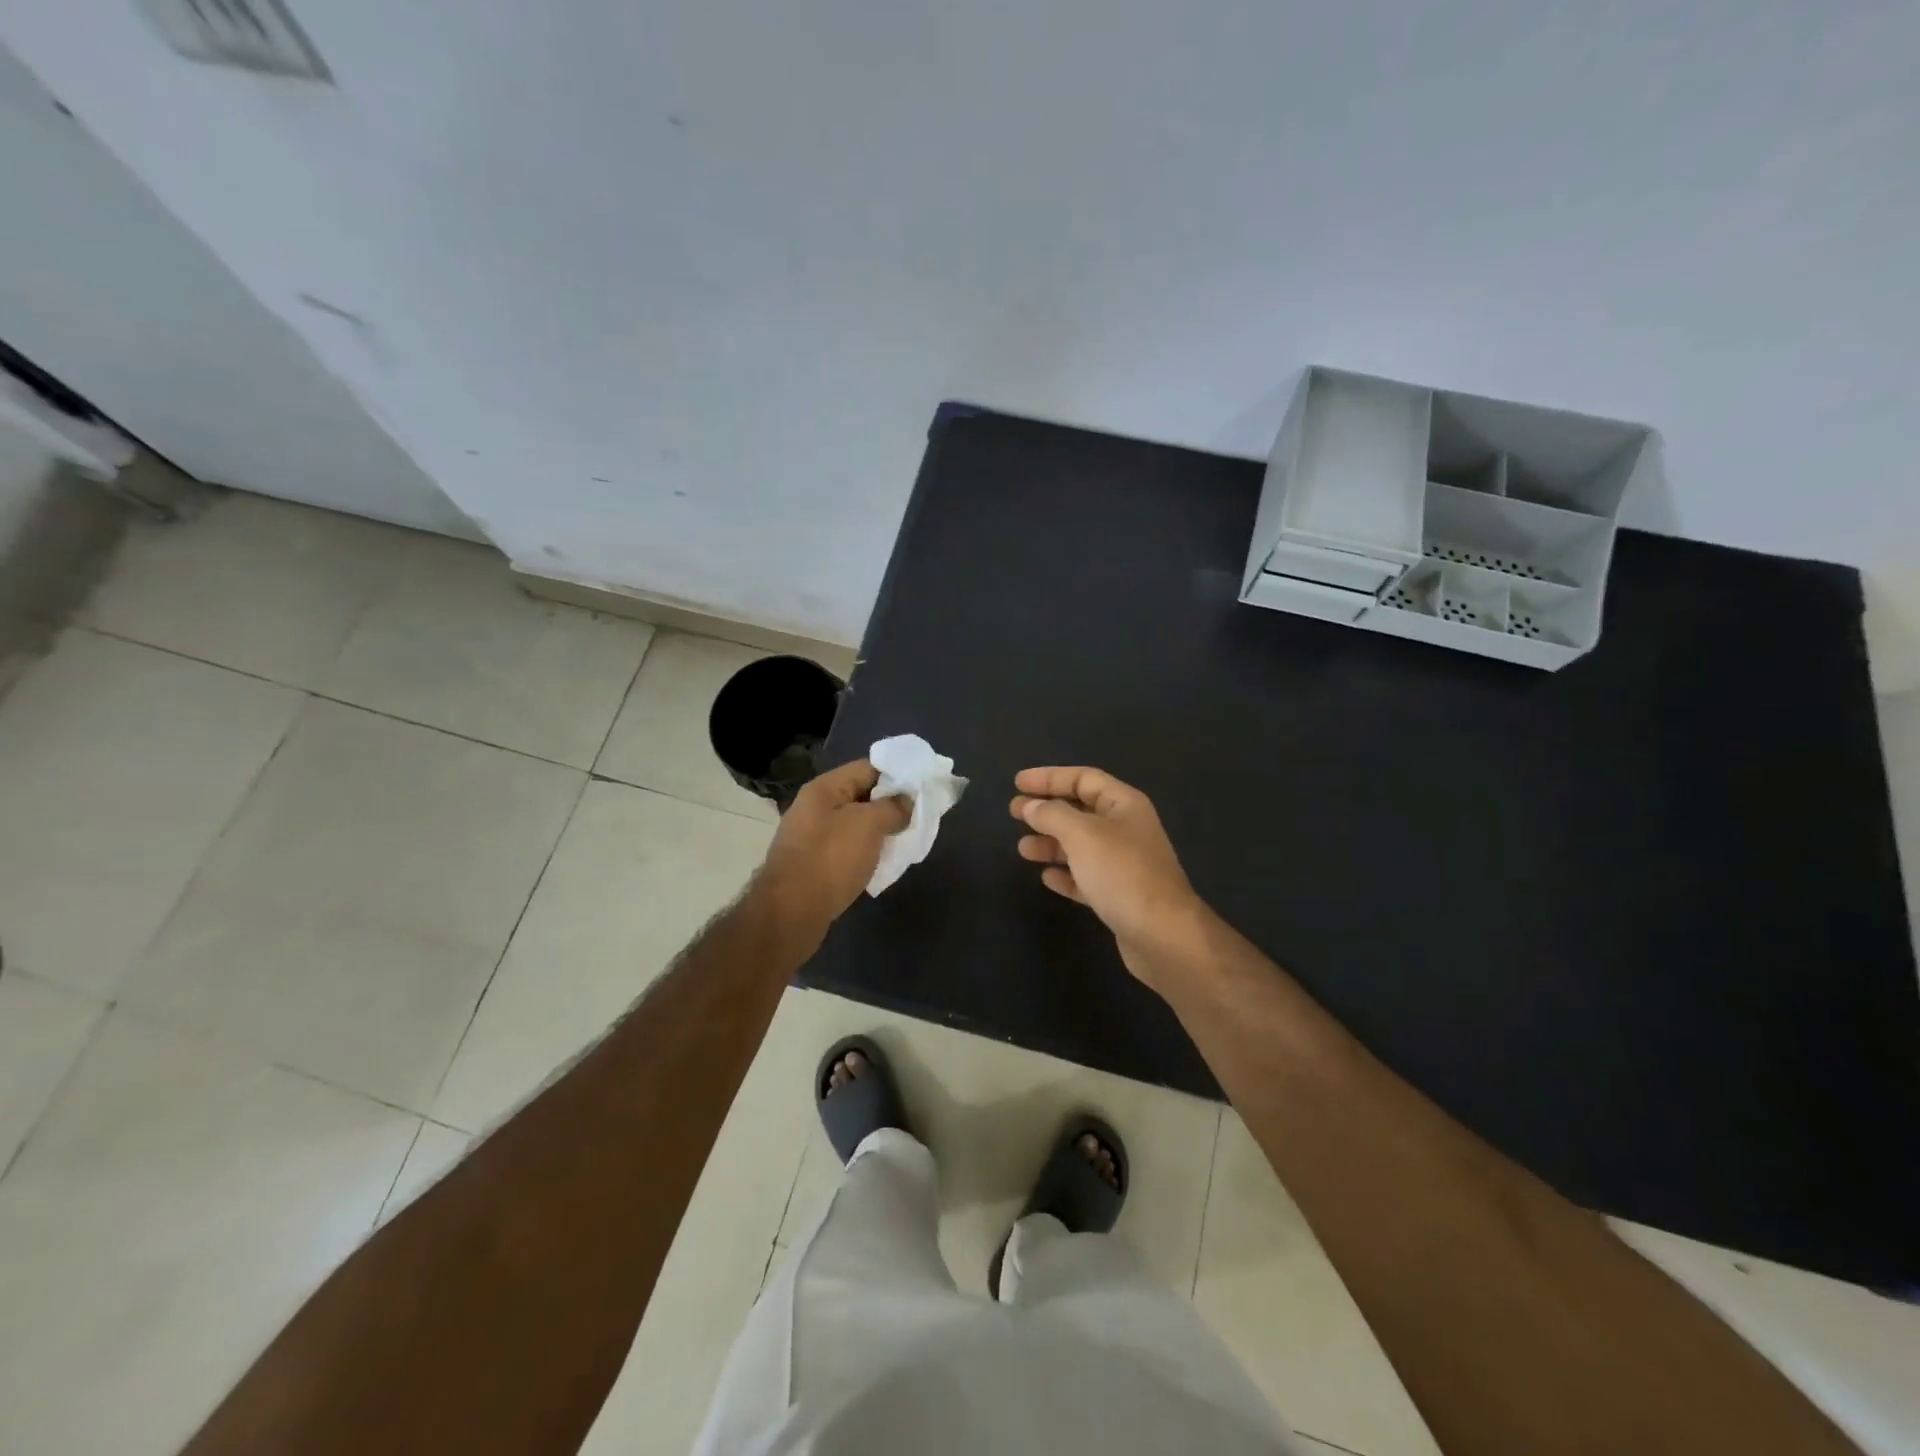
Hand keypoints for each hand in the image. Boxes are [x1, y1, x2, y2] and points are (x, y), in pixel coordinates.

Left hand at [758, 760, 910, 930]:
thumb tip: (907, 801)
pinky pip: (846, 849)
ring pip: (855, 825)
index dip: (897, 776)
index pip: (868, 768)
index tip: (922, 791)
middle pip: (861, 796)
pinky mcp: (813, 865)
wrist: (790, 913)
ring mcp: (811, 837)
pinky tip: (881, 865)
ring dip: (879, 832)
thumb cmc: (830, 860)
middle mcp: (814, 808)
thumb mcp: (869, 825)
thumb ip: (893, 807)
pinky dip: (866, 853)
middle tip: (917, 819)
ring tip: (904, 843)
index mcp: (824, 789)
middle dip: (890, 806)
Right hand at [1011, 766, 1210, 987]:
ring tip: (1023, 849)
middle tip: (1014, 813)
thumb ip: (1053, 815)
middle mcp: (1126, 829)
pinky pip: (1085, 877)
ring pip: (1080, 845)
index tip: (1017, 783)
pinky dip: (1065, 874)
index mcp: (1124, 805)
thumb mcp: (1083, 835)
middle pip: (1080, 811)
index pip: (1083, 778)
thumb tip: (1031, 806)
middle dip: (1046, 810)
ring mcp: (1124, 864)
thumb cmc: (1122, 874)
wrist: (1162, 936)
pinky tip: (1046, 878)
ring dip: (1050, 843)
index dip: (1049, 777)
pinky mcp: (1118, 896)